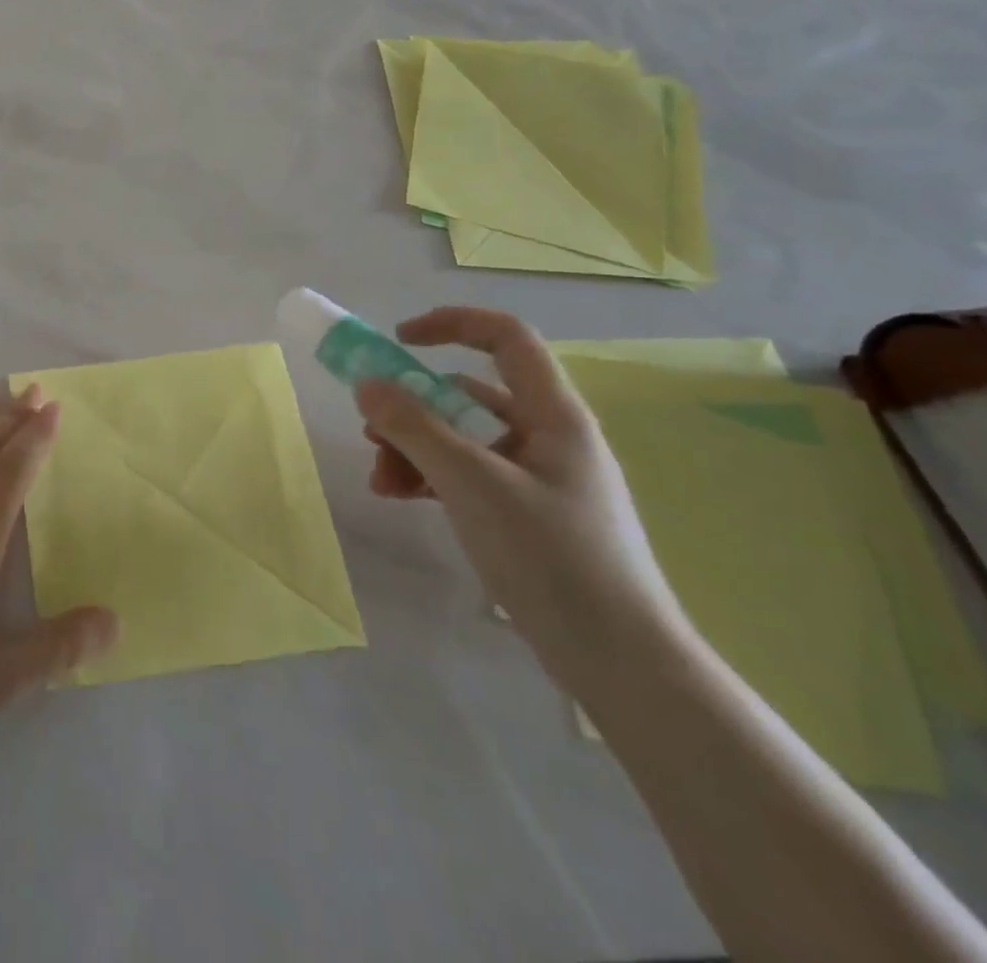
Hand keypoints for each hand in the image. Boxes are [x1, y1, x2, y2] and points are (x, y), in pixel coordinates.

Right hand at [354, 307, 686, 690]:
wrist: (620, 662)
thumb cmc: (551, 557)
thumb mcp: (471, 483)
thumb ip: (413, 427)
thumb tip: (367, 384)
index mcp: (553, 415)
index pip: (505, 338)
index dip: (450, 325)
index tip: (396, 341)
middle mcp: (548, 436)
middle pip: (470, 393)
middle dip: (413, 406)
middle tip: (371, 432)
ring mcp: (539, 477)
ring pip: (463, 437)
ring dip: (414, 448)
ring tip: (380, 481)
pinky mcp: (527, 514)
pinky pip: (468, 474)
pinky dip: (431, 477)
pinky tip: (401, 497)